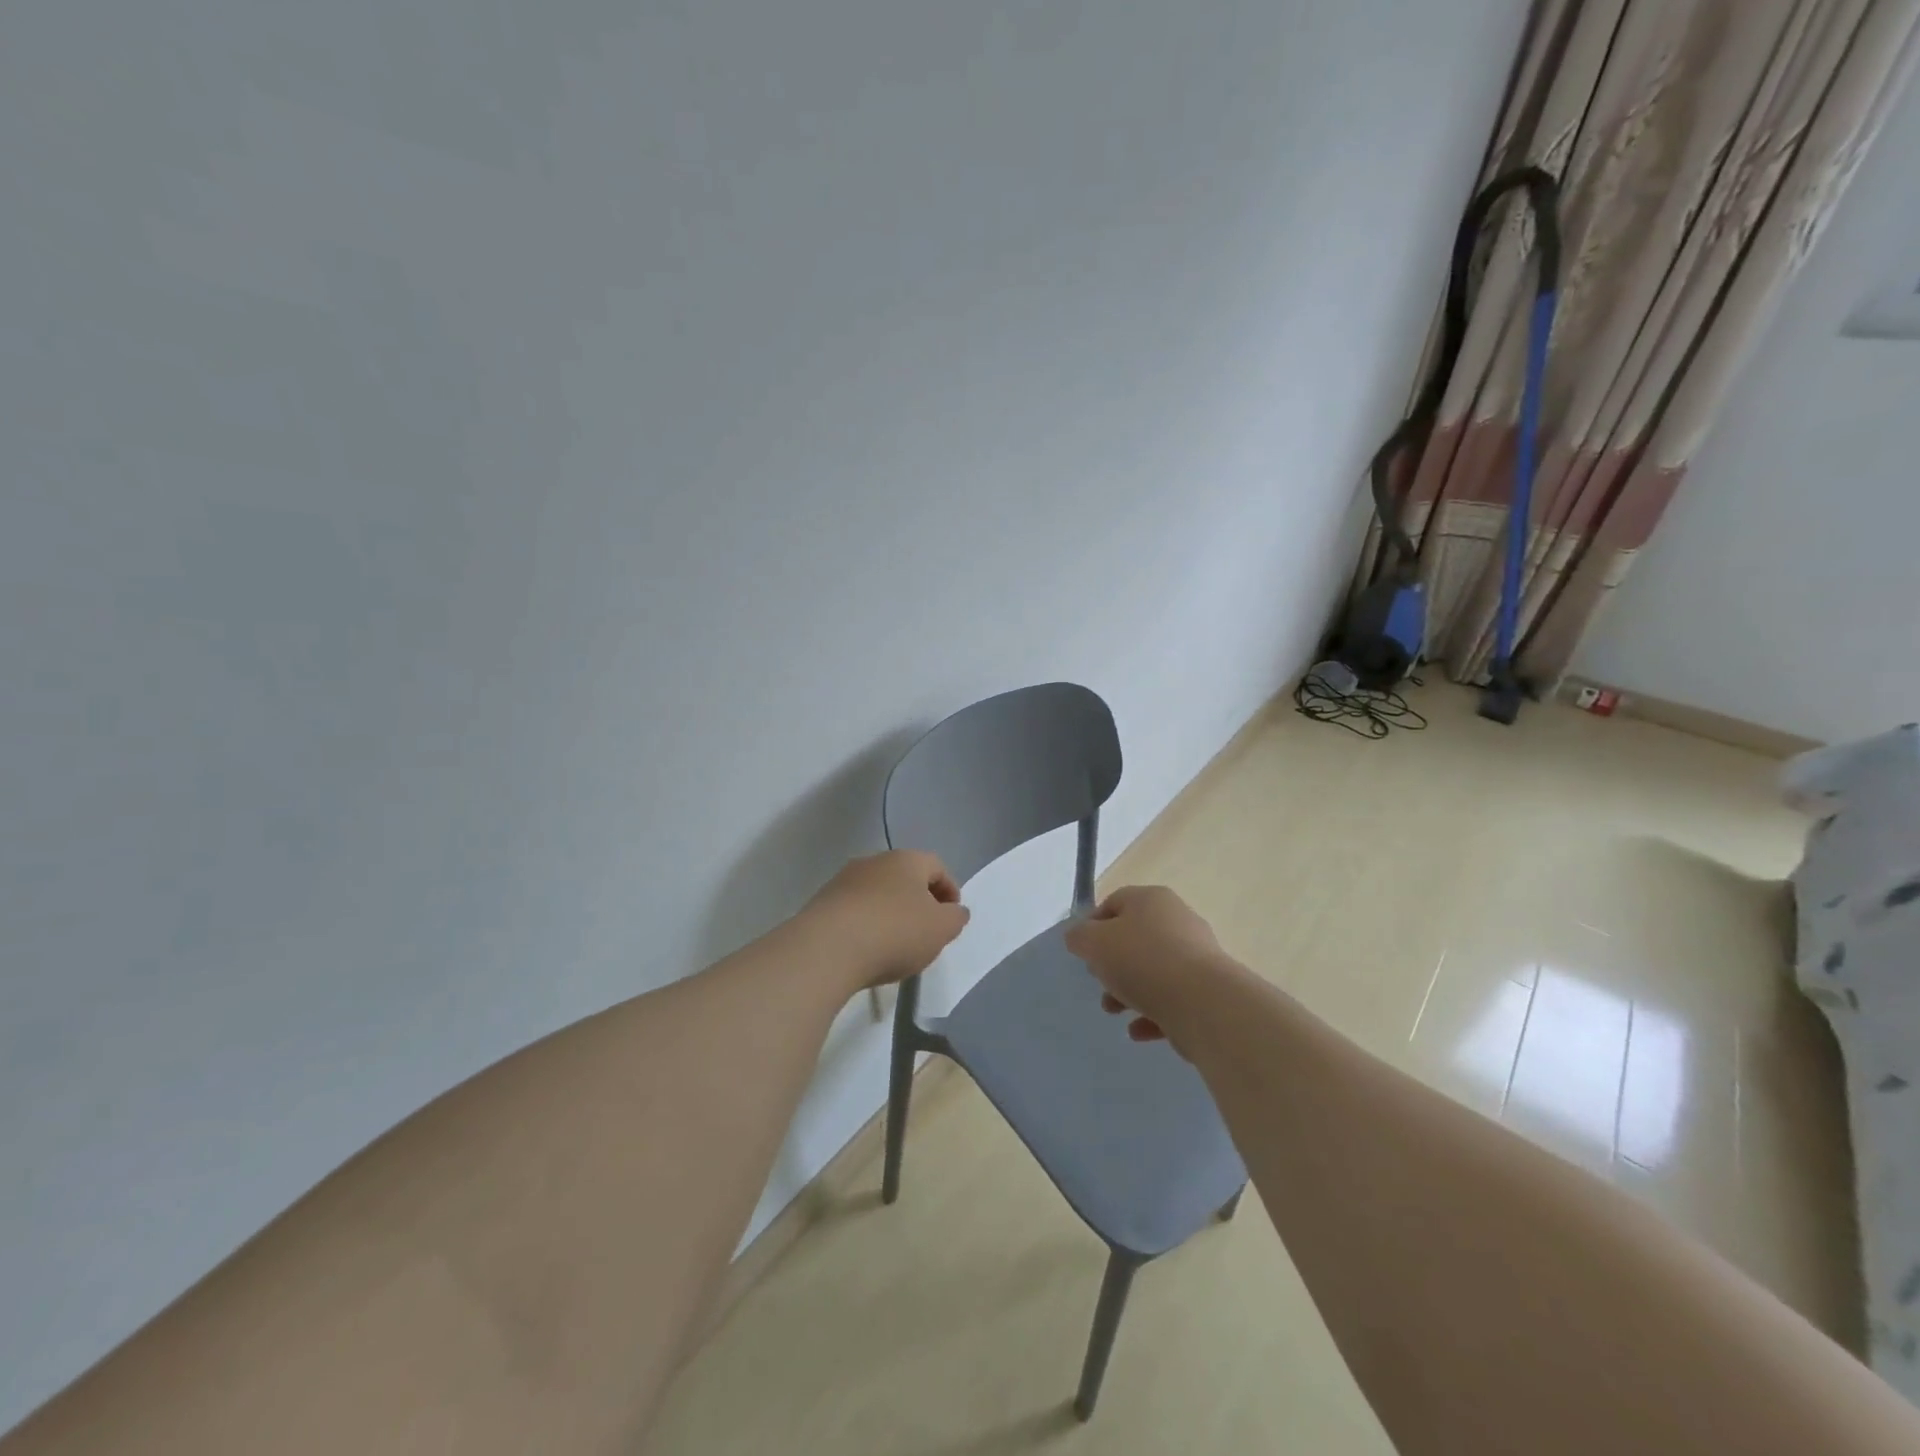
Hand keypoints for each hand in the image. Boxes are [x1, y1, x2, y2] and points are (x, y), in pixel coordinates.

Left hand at [799, 850, 969, 991]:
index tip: (952, 918)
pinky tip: (867, 949)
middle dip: (919, 902)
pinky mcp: (822, 902)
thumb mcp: (941, 929)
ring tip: (895, 945)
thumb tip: (955, 910)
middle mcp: (874, 861)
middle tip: (926, 931)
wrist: (827, 948)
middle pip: (905, 877)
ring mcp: (844, 880)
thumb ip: (956, 918)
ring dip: (890, 913)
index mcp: (906, 859)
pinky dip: (866, 925)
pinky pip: (854, 910)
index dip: (950, 890)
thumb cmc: (894, 932)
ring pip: (878, 893)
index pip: (937, 866)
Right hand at [1064, 885, 1235, 1045]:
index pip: (1114, 903)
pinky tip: (1138, 1031)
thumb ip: (1080, 937)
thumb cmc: (1142, 961)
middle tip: (1099, 982)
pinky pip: (1172, 998)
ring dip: (1128, 991)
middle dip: (1111, 964)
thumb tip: (1079, 937)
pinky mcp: (1208, 990)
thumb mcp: (1094, 943)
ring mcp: (1196, 956)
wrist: (1203, 1003)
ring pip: (1152, 970)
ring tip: (1115, 1011)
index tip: (1083, 953)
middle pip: (1134, 938)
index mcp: (1151, 900)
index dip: (1092, 926)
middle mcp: (1177, 920)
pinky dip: (1152, 1013)